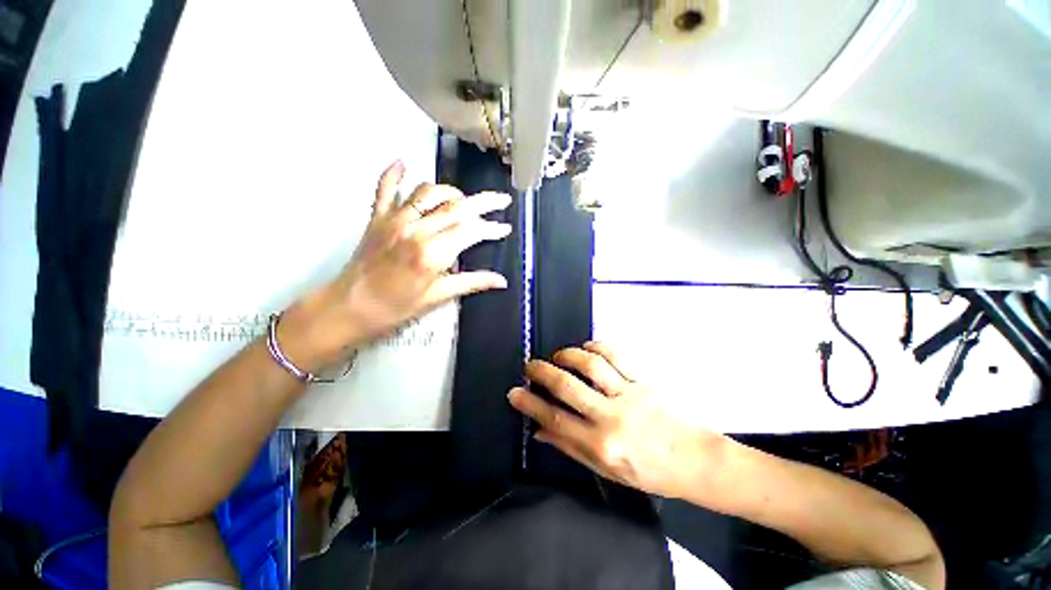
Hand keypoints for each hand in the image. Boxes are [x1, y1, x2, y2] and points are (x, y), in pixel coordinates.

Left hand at [280, 161, 511, 369]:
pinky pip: (385, 189)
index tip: (505, 228)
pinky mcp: (377, 218)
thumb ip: (472, 282)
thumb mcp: (438, 296)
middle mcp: (416, 230)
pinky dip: (393, 174)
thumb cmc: (396, 307)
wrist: (350, 308)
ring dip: (451, 192)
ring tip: (464, 200)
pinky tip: (402, 163)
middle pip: (457, 207)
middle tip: (502, 199)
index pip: (471, 231)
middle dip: (484, 202)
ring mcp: (395, 220)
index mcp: (433, 253)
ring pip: (429, 193)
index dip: (492, 228)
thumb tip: (501, 281)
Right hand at [508, 342, 727, 500]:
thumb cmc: (651, 472)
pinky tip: (586, 347)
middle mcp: (611, 416)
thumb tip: (541, 431)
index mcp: (602, 445)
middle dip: (542, 372)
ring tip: (557, 356)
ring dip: (568, 355)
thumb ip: (571, 447)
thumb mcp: (607, 470)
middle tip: (529, 366)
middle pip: (568, 387)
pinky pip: (616, 356)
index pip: (556, 419)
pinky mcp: (643, 380)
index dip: (531, 404)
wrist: (696, 460)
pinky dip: (597, 347)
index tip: (514, 392)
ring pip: (591, 365)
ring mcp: (629, 394)